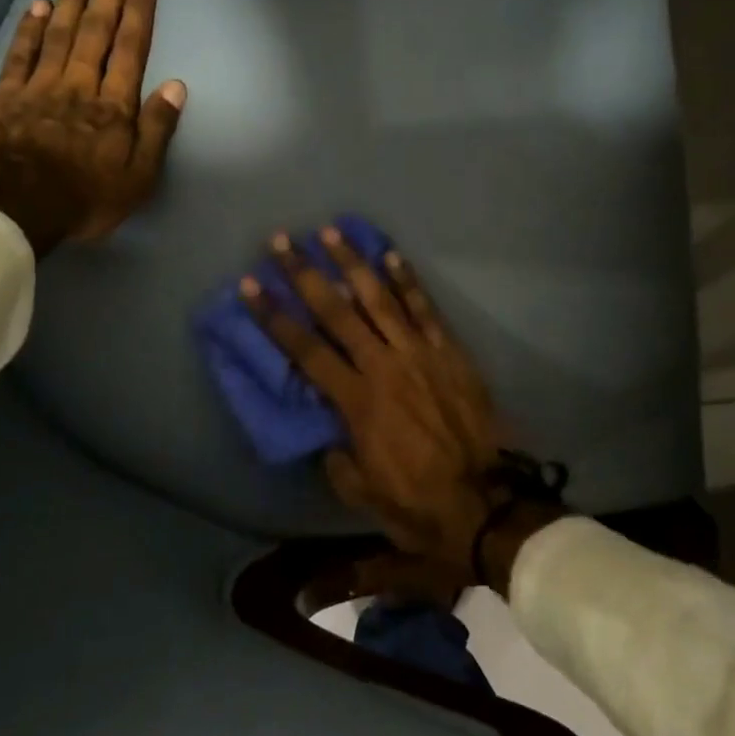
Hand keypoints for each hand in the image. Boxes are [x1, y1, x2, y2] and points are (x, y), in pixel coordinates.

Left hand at [0, 0, 185, 253]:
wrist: (13, 211)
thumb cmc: (85, 198)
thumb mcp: (138, 177)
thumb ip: (157, 129)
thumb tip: (176, 87)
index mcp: (113, 105)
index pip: (131, 47)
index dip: (140, 8)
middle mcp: (79, 84)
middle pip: (97, 27)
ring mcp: (39, 86)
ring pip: (59, 30)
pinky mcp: (4, 95)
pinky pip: (20, 53)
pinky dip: (30, 27)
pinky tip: (40, 4)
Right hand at [243, 227, 564, 592]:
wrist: (484, 503)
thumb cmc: (416, 503)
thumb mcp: (360, 491)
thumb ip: (337, 456)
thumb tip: (330, 432)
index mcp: (356, 400)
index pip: (305, 350)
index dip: (274, 316)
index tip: (250, 286)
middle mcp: (383, 366)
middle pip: (337, 311)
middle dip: (305, 274)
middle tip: (281, 241)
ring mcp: (419, 353)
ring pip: (380, 298)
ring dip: (353, 263)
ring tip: (331, 232)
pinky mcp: (449, 351)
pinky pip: (426, 309)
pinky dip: (408, 281)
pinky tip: (392, 254)